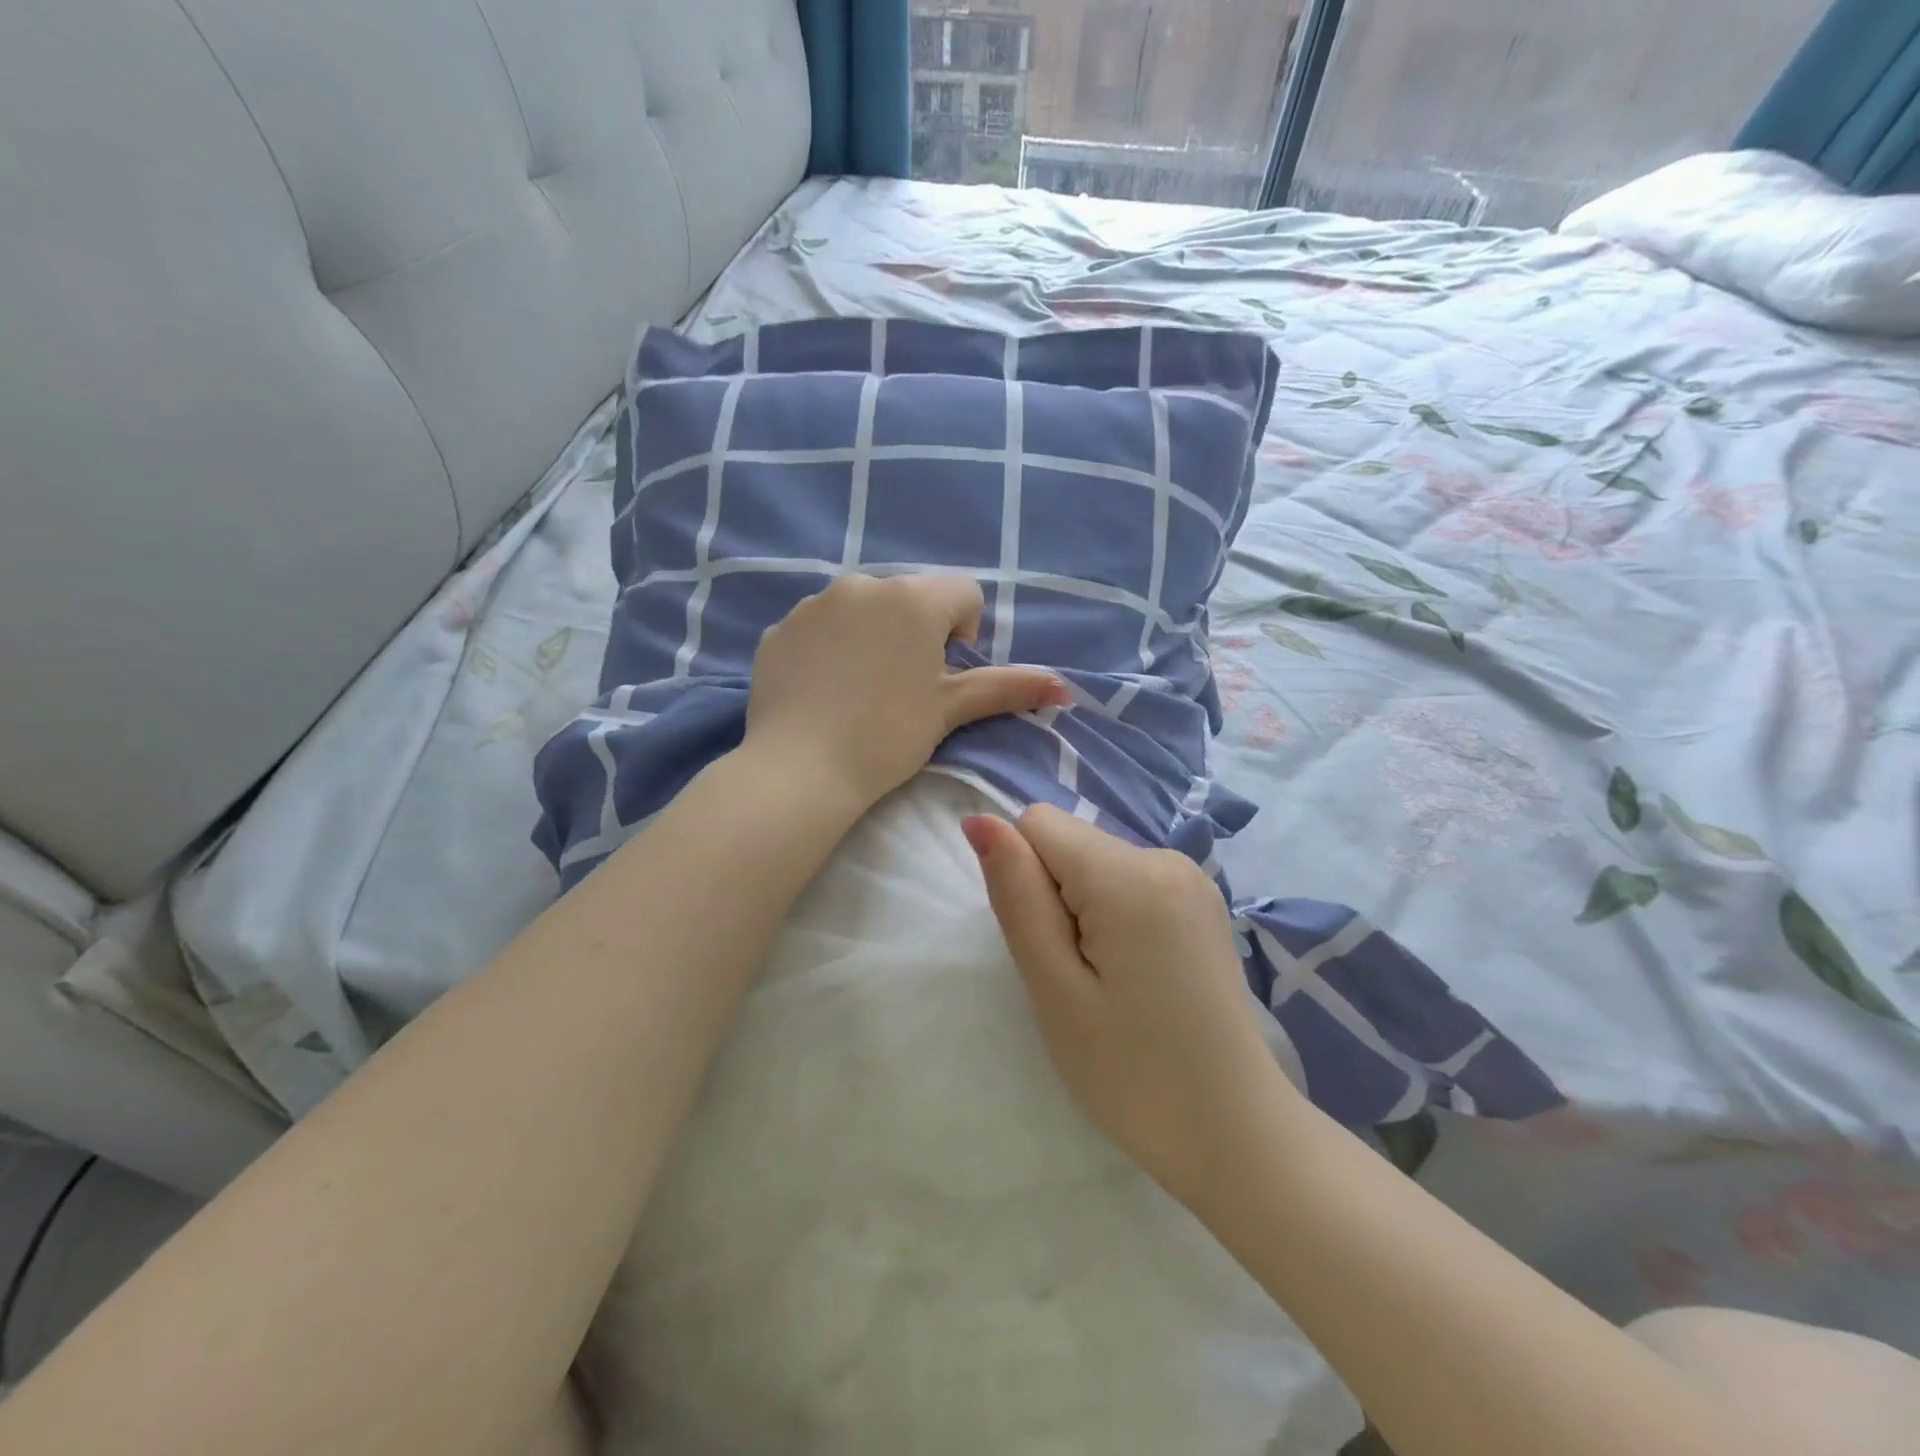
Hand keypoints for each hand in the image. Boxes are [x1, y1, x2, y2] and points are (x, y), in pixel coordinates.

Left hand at [744, 573, 1068, 812]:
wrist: (800, 769)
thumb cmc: (887, 736)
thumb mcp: (950, 709)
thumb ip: (1007, 688)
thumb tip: (1064, 686)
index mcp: (914, 598)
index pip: (963, 594)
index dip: (964, 635)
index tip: (943, 677)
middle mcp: (864, 585)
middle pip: (910, 600)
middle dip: (916, 634)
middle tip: (903, 689)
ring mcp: (814, 603)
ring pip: (863, 609)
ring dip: (873, 636)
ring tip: (861, 692)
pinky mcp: (780, 628)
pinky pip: (820, 627)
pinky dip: (829, 648)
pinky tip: (824, 691)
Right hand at [965, 806, 1283, 1206]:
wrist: (1235, 1133)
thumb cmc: (1131, 1072)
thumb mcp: (1054, 987)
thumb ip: (1016, 894)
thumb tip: (980, 820)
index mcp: (1130, 874)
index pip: (1038, 823)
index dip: (1023, 879)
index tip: (1050, 945)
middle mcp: (1166, 857)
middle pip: (1070, 842)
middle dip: (1054, 896)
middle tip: (1077, 977)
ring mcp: (1193, 879)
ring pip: (1096, 862)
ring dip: (1083, 910)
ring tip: (1107, 982)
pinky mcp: (1202, 903)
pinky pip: (1128, 882)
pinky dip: (1113, 916)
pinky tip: (1135, 976)